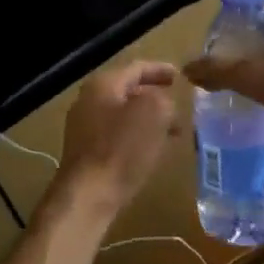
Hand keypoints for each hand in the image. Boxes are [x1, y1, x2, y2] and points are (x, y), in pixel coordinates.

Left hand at [47, 61, 179, 222]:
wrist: (88, 195)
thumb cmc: (122, 149)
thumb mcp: (154, 113)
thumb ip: (163, 100)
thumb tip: (163, 105)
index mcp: (103, 85)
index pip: (136, 68)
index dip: (160, 70)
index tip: (179, 76)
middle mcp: (88, 101)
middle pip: (127, 91)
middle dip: (155, 97)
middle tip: (177, 104)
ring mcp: (84, 128)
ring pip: (124, 115)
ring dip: (148, 120)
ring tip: (172, 130)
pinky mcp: (86, 153)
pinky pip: (117, 136)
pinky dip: (138, 136)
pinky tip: (153, 150)